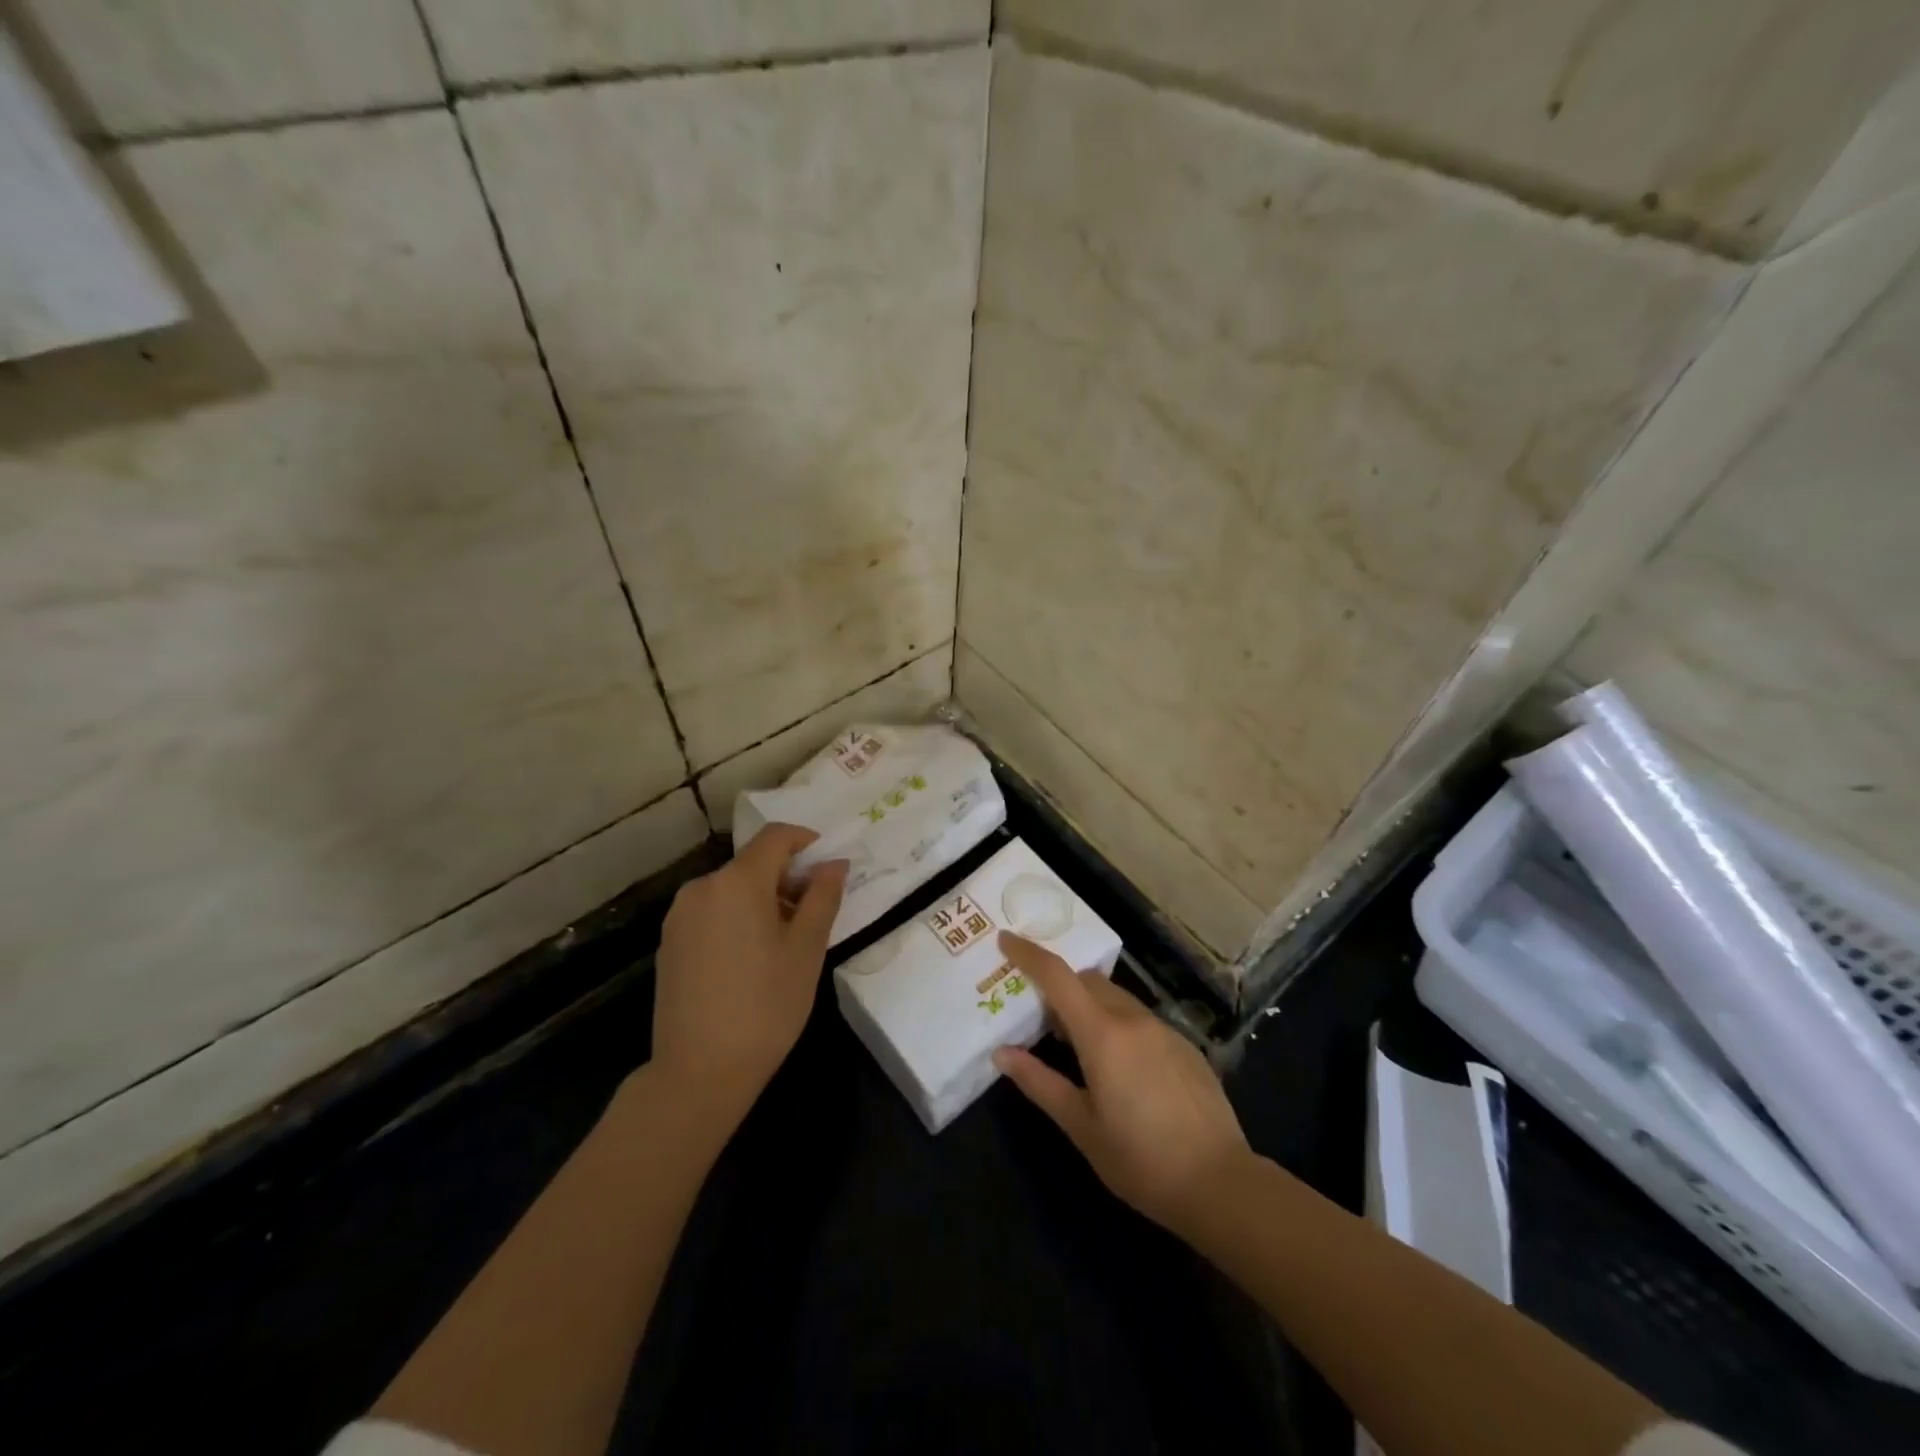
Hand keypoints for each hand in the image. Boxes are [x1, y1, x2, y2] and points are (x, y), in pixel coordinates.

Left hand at [649, 824, 847, 1125]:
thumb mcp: (807, 949)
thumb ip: (823, 896)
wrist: (698, 1072)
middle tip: (814, 913)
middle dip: (787, 877)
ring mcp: (679, 916)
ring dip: (762, 899)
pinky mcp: (669, 943)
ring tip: (785, 941)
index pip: (775, 836)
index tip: (828, 867)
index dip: (806, 841)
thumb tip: (834, 863)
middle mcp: (702, 887)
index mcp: (737, 882)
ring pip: (731, 889)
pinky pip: (711, 912)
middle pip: (752, 863)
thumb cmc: (765, 1006)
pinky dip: (737, 918)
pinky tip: (750, 960)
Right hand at [992, 933, 1248, 1234]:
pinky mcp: (1185, 1046)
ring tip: (1074, 1043)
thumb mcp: (1081, 1126)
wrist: (1221, 1183)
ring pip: (1115, 998)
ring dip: (1089, 1006)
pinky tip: (1119, 1067)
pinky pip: (1140, 1019)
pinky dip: (1117, 1024)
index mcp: (1103, 1034)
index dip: (1028, 953)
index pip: (1057, 976)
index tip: (1005, 940)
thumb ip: (1040, 1083)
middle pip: (1087, 981)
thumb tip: (1002, 1053)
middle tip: (1038, 1013)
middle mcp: (1133, 1019)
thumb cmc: (1141, 1159)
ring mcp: (1164, 1030)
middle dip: (1059, 986)